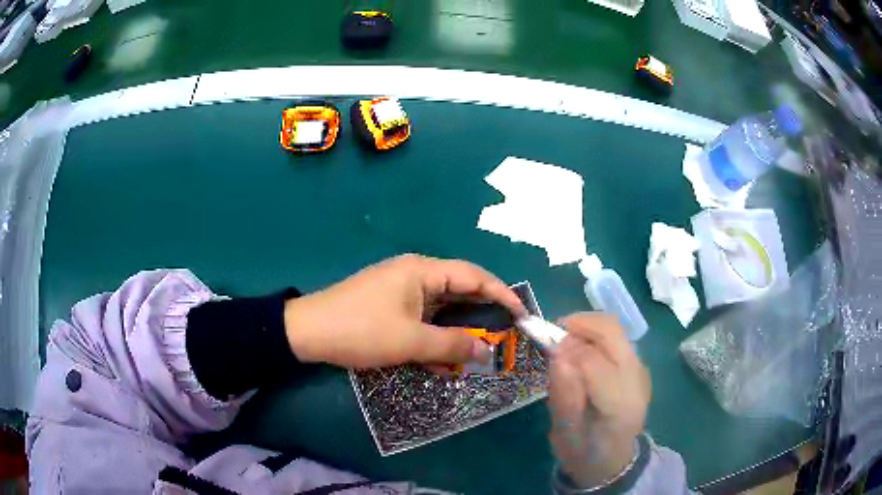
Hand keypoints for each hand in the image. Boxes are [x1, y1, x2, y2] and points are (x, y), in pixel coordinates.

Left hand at [283, 254, 525, 367]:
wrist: (307, 333)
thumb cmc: (361, 330)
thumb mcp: (411, 342)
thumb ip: (453, 345)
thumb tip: (487, 350)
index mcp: (422, 270)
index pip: (474, 276)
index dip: (501, 294)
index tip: (521, 315)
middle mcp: (415, 274)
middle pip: (459, 292)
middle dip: (480, 316)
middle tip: (500, 339)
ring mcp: (400, 291)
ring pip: (440, 310)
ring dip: (454, 332)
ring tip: (471, 355)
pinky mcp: (389, 306)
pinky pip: (421, 319)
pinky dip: (433, 337)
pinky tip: (438, 360)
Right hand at [548, 313, 650, 488]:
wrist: (613, 461)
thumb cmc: (584, 453)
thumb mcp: (565, 435)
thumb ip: (564, 397)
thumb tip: (557, 355)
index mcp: (619, 404)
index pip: (593, 361)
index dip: (565, 349)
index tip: (544, 349)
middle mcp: (636, 380)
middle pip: (611, 331)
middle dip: (579, 323)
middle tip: (553, 334)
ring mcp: (641, 370)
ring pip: (615, 328)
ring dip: (586, 327)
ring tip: (564, 342)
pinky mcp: (637, 365)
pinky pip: (616, 338)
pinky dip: (593, 335)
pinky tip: (579, 352)